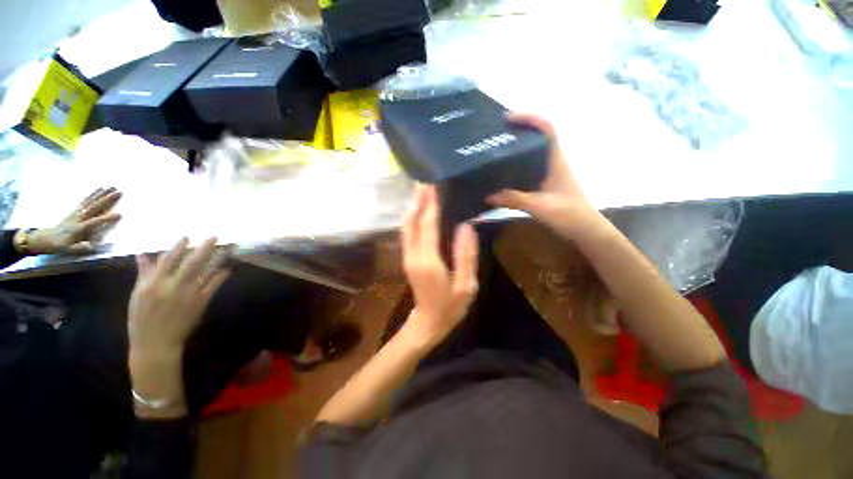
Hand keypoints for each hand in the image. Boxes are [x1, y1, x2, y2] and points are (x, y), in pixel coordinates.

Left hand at [29, 187, 121, 253]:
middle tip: (119, 192)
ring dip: (102, 193)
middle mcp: (79, 217)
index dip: (107, 219)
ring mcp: (77, 212)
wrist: (47, 238)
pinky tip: (100, 189)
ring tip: (112, 186)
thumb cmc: (61, 246)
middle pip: (95, 207)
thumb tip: (90, 246)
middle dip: (107, 199)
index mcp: (80, 228)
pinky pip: (86, 200)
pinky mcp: (76, 210)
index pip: (95, 222)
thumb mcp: (69, 250)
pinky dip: (93, 194)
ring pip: (91, 201)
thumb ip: (80, 248)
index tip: (120, 214)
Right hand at [129, 237, 229, 355]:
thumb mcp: (137, 296)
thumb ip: (144, 274)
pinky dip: (221, 276)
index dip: (178, 247)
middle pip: (191, 263)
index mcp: (153, 285)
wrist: (156, 344)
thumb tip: (144, 255)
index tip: (188, 236)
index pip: (167, 261)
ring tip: (227, 248)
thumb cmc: (142, 319)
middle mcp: (172, 287)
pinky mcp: (200, 303)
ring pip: (205, 272)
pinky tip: (227, 269)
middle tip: (215, 237)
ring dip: (217, 259)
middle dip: (204, 248)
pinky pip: (213, 286)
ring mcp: (188, 295)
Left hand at [401, 185, 478, 346]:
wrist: (428, 323)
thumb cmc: (450, 307)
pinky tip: (418, 210)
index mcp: (428, 261)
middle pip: (413, 222)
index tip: (433, 185)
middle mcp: (413, 255)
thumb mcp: (465, 285)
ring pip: (407, 226)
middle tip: (425, 180)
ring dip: (413, 207)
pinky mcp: (407, 258)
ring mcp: (407, 256)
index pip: (428, 225)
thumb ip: (466, 255)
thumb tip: (465, 226)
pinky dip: (412, 218)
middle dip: (418, 200)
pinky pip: (408, 233)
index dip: (430, 204)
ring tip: (421, 190)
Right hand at [487, 113, 599, 239]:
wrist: (585, 230)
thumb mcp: (539, 206)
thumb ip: (514, 199)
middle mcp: (553, 163)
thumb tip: (488, 196)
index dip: (530, 118)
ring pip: (532, 155)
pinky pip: (528, 170)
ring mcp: (549, 174)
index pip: (548, 129)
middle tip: (496, 135)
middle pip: (537, 138)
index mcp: (556, 161)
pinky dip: (515, 168)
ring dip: (516, 150)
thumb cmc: (569, 214)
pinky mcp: (545, 185)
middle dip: (518, 132)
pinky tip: (502, 176)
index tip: (508, 119)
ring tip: (494, 152)